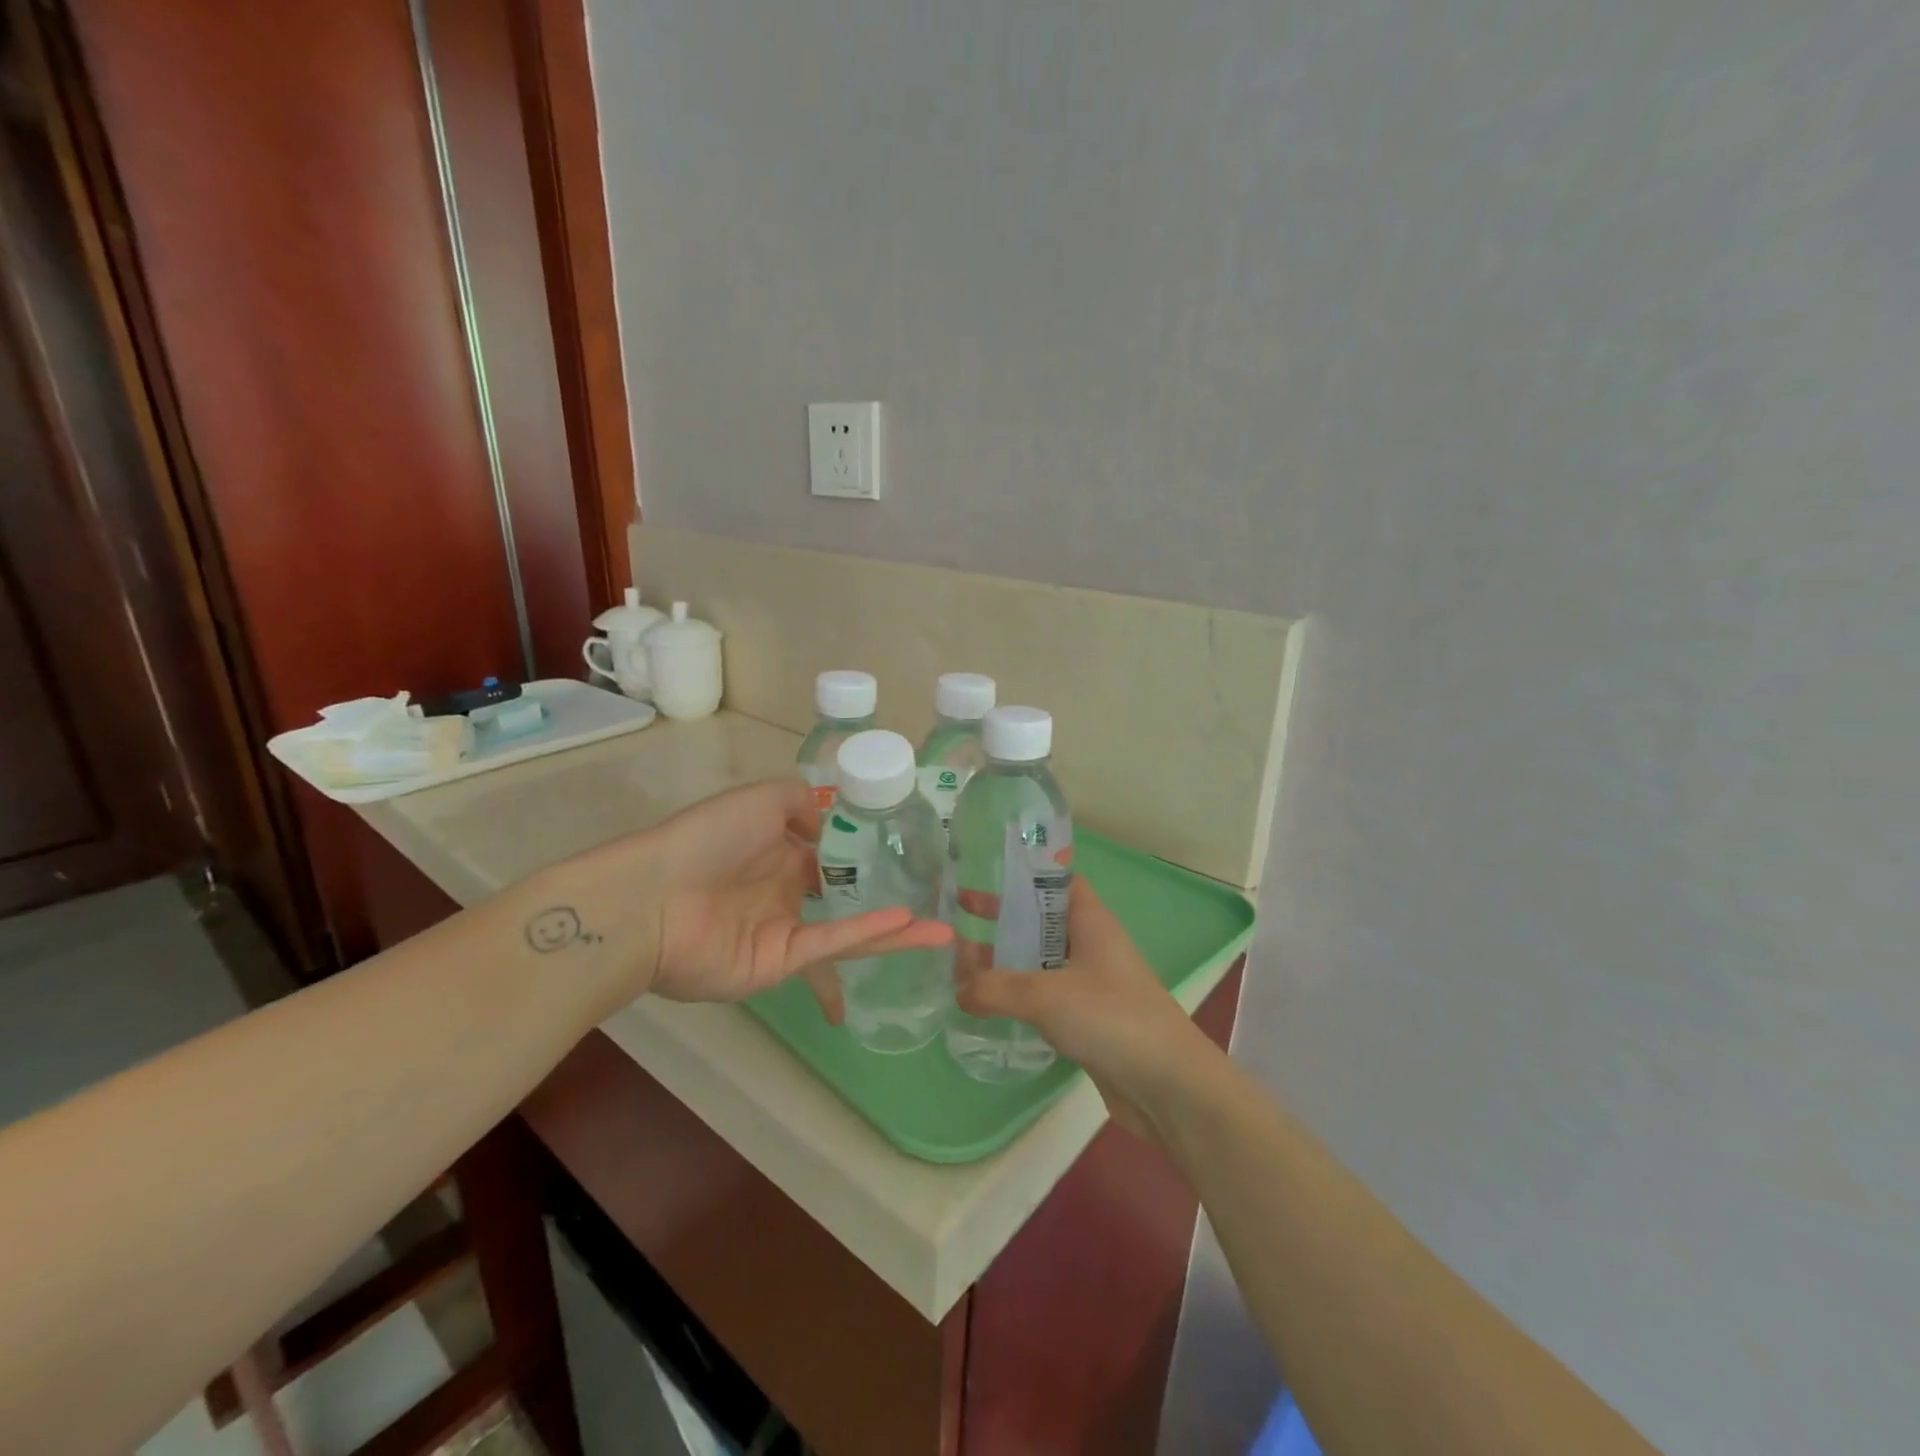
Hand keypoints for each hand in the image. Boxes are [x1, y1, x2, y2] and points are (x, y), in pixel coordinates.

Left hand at [630, 778, 949, 1009]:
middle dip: (889, 897)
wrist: (652, 899)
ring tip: (944, 934)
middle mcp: (787, 891)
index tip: (911, 850)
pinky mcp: (781, 963)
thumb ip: (802, 802)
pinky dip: (869, 935)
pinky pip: (832, 946)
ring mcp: (786, 930)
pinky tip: (909, 925)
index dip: (868, 851)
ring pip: (850, 929)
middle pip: (847, 895)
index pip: (831, 853)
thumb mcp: (762, 799)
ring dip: (896, 931)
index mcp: (779, 850)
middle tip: (940, 897)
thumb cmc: (708, 839)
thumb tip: (833, 821)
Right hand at [956, 878, 1221, 1137]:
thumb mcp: (1045, 995)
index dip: (1023, 875)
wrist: (1168, 1085)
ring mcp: (1091, 984)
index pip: (1056, 881)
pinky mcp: (1088, 1020)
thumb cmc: (1111, 1017)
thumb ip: (996, 988)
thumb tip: (958, 990)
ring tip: (961, 965)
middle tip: (959, 918)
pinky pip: (1046, 997)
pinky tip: (990, 1005)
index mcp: (1091, 921)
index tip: (983, 875)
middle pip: (1042, 921)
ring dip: (1007, 961)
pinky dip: (1019, 996)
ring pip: (1041, 962)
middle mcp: (1091, 945)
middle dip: (1004, 919)